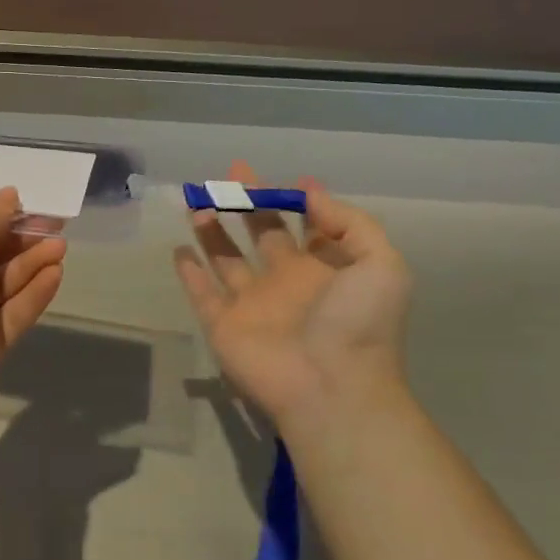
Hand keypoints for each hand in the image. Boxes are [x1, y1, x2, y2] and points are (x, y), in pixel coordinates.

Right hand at [174, 162, 411, 422]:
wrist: (330, 387)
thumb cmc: (358, 323)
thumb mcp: (380, 264)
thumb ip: (349, 223)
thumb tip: (310, 193)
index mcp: (325, 270)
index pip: (310, 228)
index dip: (301, 202)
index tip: (291, 179)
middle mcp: (286, 282)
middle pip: (262, 233)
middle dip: (248, 202)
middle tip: (232, 171)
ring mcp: (251, 304)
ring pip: (226, 259)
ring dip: (212, 230)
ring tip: (197, 200)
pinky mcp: (222, 324)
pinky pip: (201, 293)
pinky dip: (188, 272)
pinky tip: (178, 249)